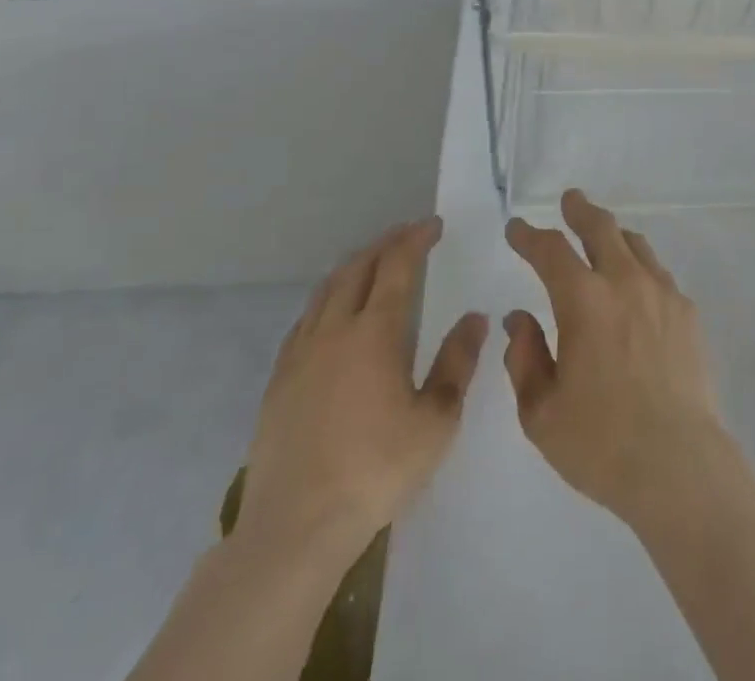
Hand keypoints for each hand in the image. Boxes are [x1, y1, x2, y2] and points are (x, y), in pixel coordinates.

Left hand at [234, 218, 487, 566]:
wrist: (294, 528)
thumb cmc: (376, 471)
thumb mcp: (436, 420)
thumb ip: (457, 362)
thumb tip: (475, 318)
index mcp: (375, 332)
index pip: (398, 266)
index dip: (416, 239)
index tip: (433, 225)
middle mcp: (334, 330)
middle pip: (358, 268)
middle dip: (385, 244)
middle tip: (407, 234)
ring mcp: (300, 354)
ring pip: (326, 289)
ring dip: (353, 266)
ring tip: (372, 261)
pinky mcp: (278, 381)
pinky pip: (304, 320)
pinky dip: (325, 299)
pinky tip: (331, 312)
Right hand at [503, 189, 731, 526]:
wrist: (678, 462)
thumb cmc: (600, 442)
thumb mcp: (541, 411)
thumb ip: (525, 357)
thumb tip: (518, 318)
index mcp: (583, 301)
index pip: (550, 251)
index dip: (529, 235)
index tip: (517, 229)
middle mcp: (624, 282)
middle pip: (600, 227)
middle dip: (580, 210)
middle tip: (570, 200)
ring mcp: (662, 292)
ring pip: (635, 244)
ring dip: (613, 234)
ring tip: (603, 237)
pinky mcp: (687, 311)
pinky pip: (658, 273)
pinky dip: (640, 266)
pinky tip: (637, 286)